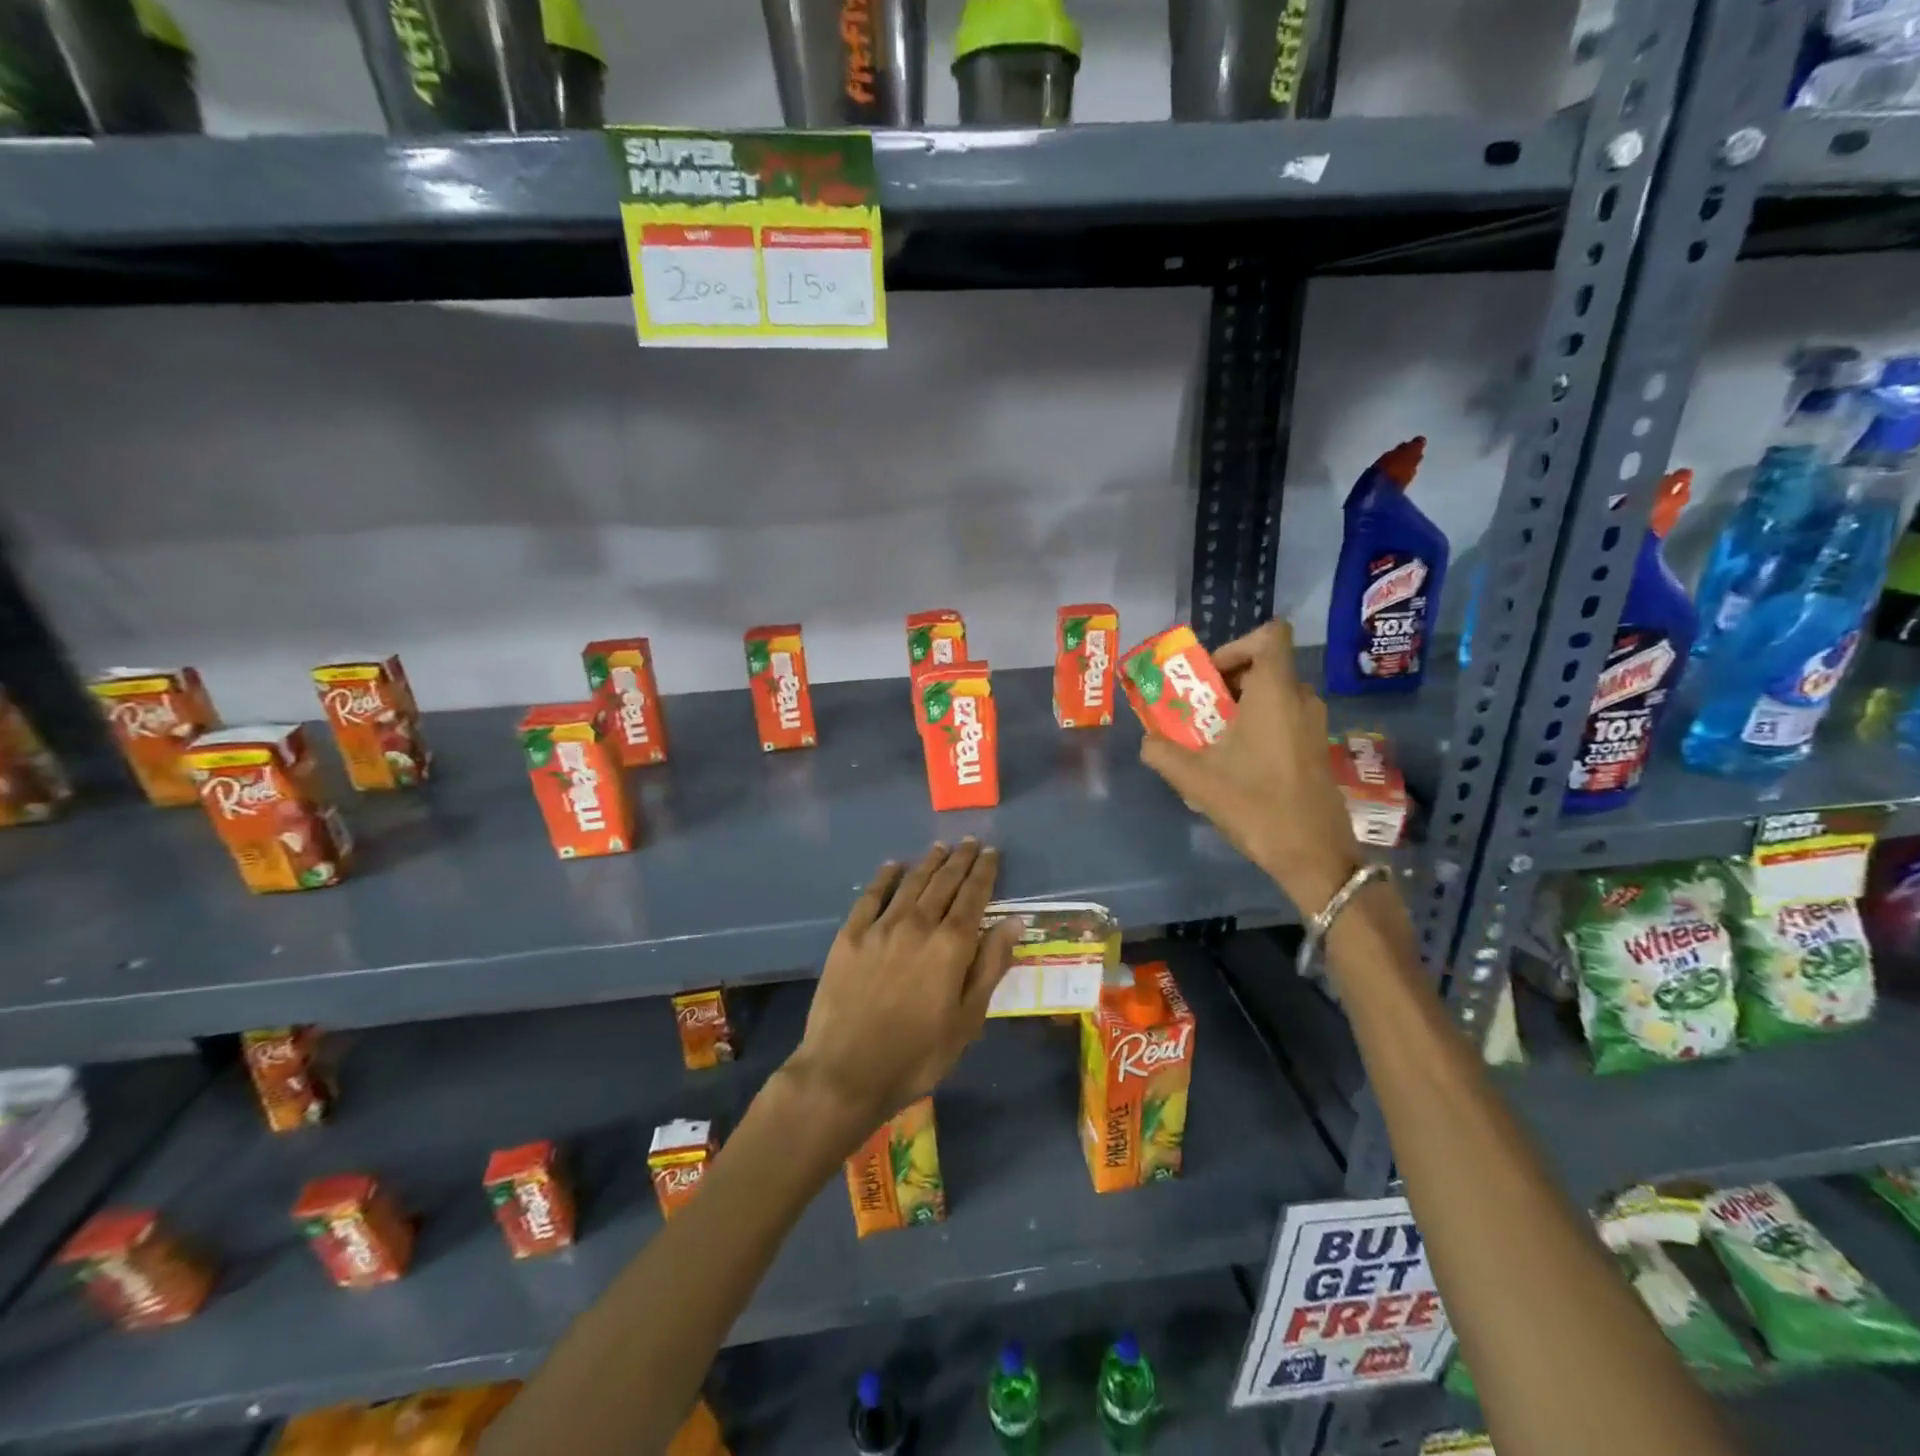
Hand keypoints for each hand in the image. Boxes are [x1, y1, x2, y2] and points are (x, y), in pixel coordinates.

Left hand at [784, 840, 1021, 1133]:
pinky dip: (885, 877)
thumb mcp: (968, 1020)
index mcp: (951, 945)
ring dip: (928, 862)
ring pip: (911, 883)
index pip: (974, 896)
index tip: (992, 852)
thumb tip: (1013, 921)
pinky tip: (893, 866)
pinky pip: (872, 896)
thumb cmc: (918, 1054)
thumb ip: (990, 966)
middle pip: (943, 882)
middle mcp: (918, 924)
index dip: (984, 871)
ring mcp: (881, 927)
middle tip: (970, 842)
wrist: (846, 1071)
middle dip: (960, 859)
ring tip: (940, 847)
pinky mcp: (850, 935)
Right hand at [1138, 620, 1361, 916]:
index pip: (1271, 635)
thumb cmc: (1255, 803)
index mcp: (1275, 692)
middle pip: (1265, 666)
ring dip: (1239, 707)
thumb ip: (1162, 752)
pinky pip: (1282, 720)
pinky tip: (1233, 765)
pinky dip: (1256, 727)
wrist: (1313, 853)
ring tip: (1209, 739)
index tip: (1209, 676)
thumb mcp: (1195, 778)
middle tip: (1196, 710)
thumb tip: (1148, 741)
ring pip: (1273, 696)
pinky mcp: (1315, 749)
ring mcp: (1313, 725)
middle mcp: (1300, 699)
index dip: (1236, 645)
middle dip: (1226, 682)